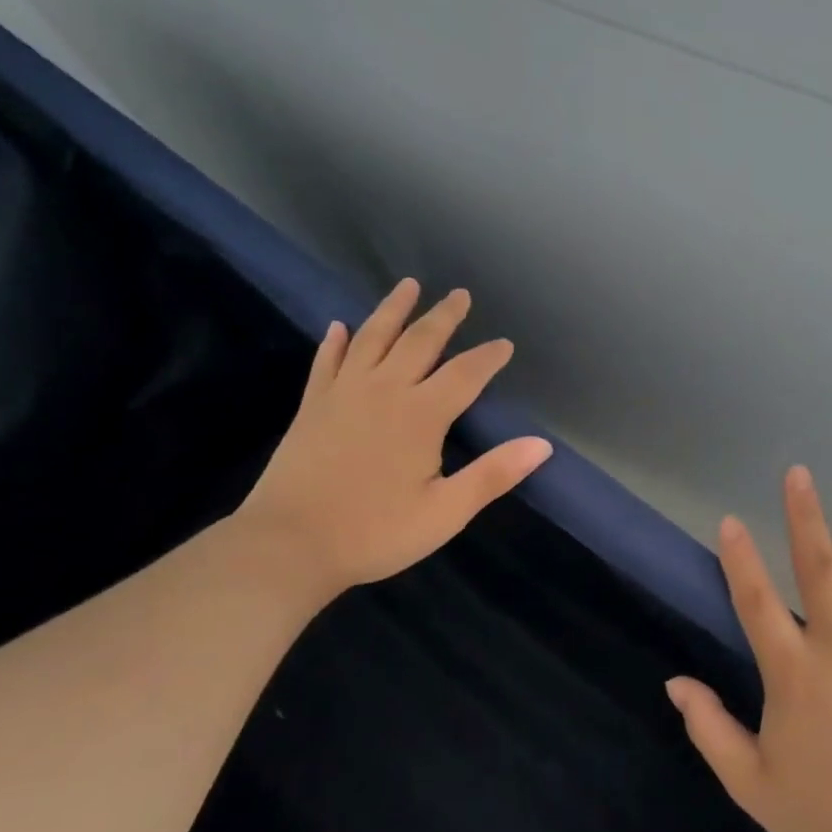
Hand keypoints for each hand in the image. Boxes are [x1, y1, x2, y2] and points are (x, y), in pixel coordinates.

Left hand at [236, 280, 551, 600]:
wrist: (289, 546)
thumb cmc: (375, 532)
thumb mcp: (446, 512)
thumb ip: (494, 474)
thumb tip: (542, 444)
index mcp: (421, 415)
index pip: (465, 374)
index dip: (488, 357)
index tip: (505, 344)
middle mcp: (384, 391)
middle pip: (419, 342)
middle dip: (444, 317)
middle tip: (460, 295)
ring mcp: (342, 394)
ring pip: (372, 338)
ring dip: (393, 310)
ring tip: (408, 285)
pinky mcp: (312, 406)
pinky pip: (326, 362)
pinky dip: (335, 342)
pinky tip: (339, 326)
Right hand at [667, 468, 831, 831]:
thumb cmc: (830, 825)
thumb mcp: (753, 785)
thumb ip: (710, 729)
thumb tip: (674, 683)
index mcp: (794, 672)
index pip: (756, 598)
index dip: (739, 555)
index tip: (729, 519)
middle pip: (819, 565)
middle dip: (804, 515)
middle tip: (798, 473)